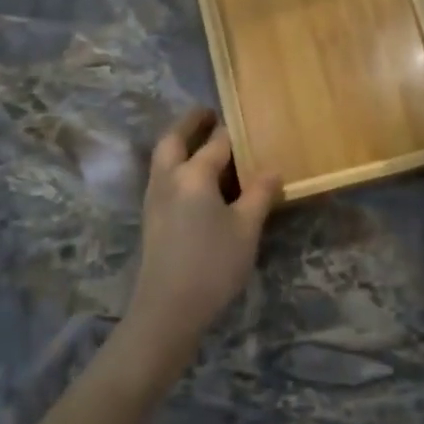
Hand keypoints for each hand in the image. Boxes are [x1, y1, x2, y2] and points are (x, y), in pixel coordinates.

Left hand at [123, 108, 280, 372]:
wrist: (167, 310)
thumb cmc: (212, 265)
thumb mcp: (246, 229)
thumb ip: (260, 195)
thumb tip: (272, 170)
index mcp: (194, 175)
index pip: (216, 143)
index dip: (232, 131)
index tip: (246, 120)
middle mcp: (169, 179)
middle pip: (173, 140)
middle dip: (190, 123)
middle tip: (208, 113)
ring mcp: (155, 199)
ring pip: (163, 158)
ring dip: (179, 143)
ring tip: (201, 142)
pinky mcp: (152, 218)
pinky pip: (163, 177)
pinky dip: (176, 165)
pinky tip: (194, 180)